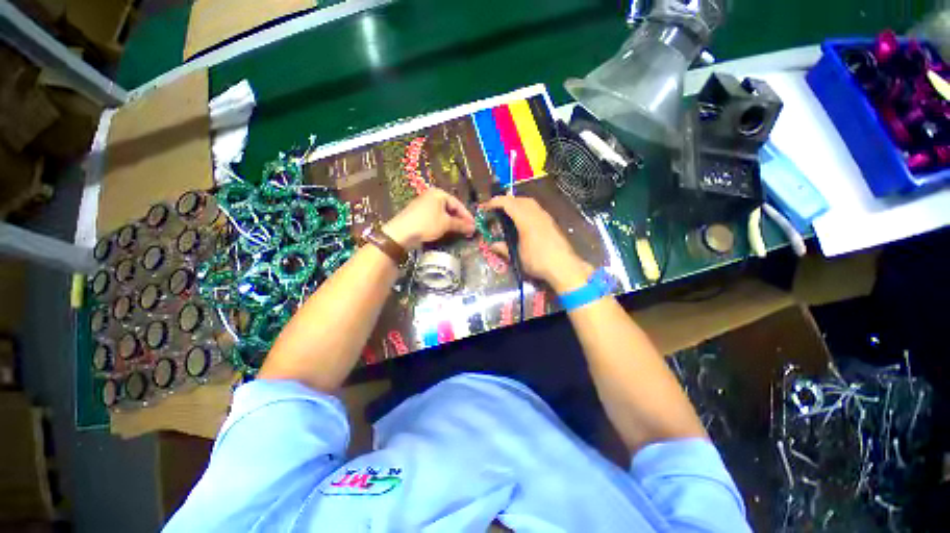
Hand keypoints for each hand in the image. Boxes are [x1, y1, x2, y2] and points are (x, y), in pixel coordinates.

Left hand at [383, 188, 475, 249]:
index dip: (467, 216)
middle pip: (450, 208)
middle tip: (469, 229)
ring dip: (452, 223)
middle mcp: (431, 196)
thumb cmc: (427, 224)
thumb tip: (473, 228)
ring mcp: (424, 205)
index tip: (474, 225)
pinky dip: (443, 224)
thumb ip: (460, 225)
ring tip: (460, 231)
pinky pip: (436, 217)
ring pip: (443, 213)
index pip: (458, 204)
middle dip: (460, 219)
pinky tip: (447, 231)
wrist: (402, 232)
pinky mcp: (420, 214)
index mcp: (439, 193)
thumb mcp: (446, 224)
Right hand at [482, 196, 592, 291]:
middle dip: (507, 201)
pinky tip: (524, 221)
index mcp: (526, 220)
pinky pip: (537, 209)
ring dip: (518, 203)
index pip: (508, 203)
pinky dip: (526, 209)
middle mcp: (536, 214)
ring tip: (509, 213)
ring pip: (530, 203)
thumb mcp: (517, 257)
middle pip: (520, 199)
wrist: (564, 267)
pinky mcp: (552, 223)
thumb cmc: (538, 261)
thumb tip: (492, 245)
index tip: (486, 206)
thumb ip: (504, 249)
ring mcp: (546, 217)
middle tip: (497, 209)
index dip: (495, 202)